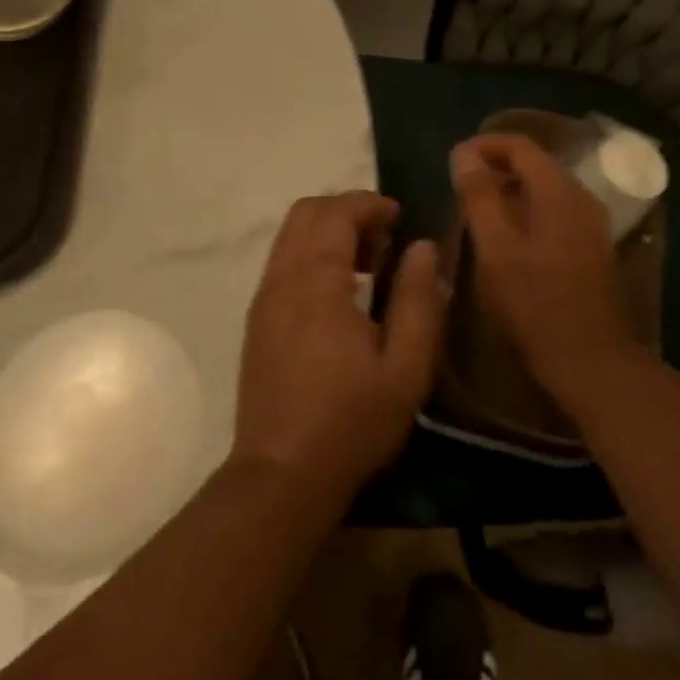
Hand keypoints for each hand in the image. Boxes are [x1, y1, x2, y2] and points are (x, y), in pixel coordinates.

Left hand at [233, 192, 444, 505]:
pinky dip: (311, 253)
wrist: (281, 475)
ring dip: (327, 231)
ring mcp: (264, 298)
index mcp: (317, 283)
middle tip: (384, 239)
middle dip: (346, 210)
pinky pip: (282, 260)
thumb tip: (422, 247)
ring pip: (290, 235)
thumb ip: (417, 300)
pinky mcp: (257, 319)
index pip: (336, 213)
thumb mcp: (405, 368)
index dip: (369, 204)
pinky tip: (339, 292)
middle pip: (306, 212)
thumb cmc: (351, 422)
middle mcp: (282, 278)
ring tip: (366, 265)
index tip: (400, 217)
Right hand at [451, 133, 635, 412]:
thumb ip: (478, 196)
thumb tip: (463, 153)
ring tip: (478, 208)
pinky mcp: (592, 246)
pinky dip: (527, 208)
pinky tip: (507, 235)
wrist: (591, 360)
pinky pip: (555, 210)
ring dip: (510, 188)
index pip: (520, 145)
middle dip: (496, 165)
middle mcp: (581, 197)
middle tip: (461, 184)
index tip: (453, 160)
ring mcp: (591, 223)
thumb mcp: (495, 248)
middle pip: (536, 163)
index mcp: (559, 191)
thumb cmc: (535, 302)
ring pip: (545, 187)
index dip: (484, 145)